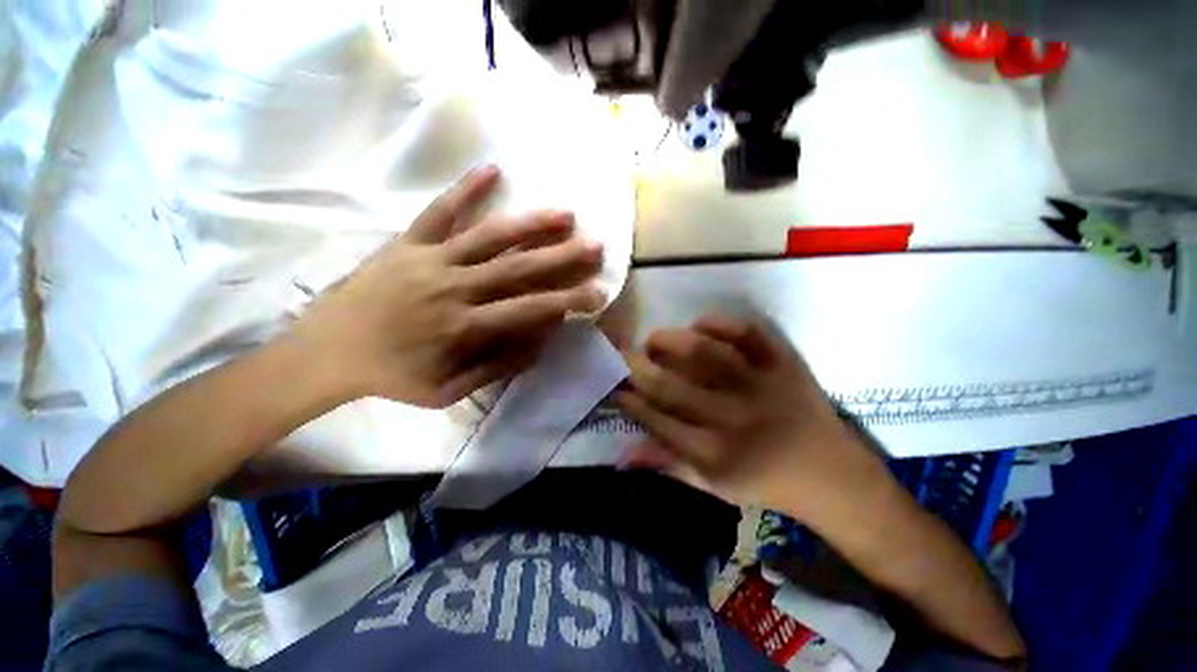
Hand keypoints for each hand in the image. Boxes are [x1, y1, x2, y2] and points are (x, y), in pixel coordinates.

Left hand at [292, 166, 604, 407]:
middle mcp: (453, 288)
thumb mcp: (448, 392)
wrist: (325, 352)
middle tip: (595, 245)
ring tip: (565, 213)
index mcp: (463, 327)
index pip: (529, 310)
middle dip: (562, 257)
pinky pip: (440, 212)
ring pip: (489, 237)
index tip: (598, 293)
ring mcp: (430, 259)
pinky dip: (465, 190)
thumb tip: (541, 342)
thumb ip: (498, 367)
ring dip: (531, 224)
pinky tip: (493, 170)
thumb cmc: (392, 377)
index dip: (567, 301)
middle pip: (518, 269)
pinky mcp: (408, 242)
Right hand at [616, 314, 880, 514]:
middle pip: (673, 386)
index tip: (617, 387)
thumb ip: (670, 465)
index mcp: (716, 454)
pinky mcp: (785, 366)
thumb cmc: (767, 483)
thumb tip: (624, 454)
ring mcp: (762, 387)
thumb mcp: (715, 487)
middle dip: (639, 368)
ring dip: (671, 341)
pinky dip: (721, 323)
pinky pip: (749, 335)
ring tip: (654, 339)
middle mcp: (735, 418)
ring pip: (706, 355)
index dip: (632, 400)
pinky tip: (699, 323)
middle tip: (623, 356)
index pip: (658, 420)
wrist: (833, 475)